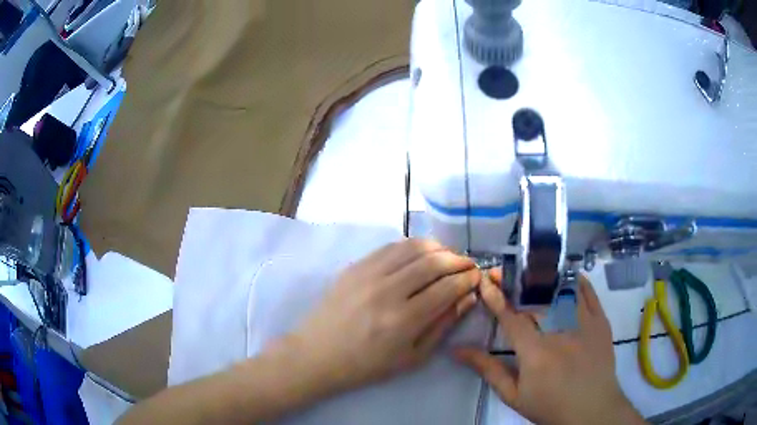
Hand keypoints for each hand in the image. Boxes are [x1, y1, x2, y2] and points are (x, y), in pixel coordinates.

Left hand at [290, 239, 480, 393]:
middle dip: (458, 260)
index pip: (448, 287)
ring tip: (448, 257)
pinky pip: (391, 247)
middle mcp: (387, 290)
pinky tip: (420, 255)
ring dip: (438, 248)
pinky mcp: (355, 266)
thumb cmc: (367, 364)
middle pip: (434, 261)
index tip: (477, 277)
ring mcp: (368, 274)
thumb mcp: (412, 357)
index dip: (468, 279)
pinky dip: (412, 246)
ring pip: (413, 246)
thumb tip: (467, 298)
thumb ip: (443, 325)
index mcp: (404, 320)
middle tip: (468, 265)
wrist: (318, 354)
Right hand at [455, 270, 645, 424]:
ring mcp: (583, 324)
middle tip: (503, 272)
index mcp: (534, 352)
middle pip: (535, 298)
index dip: (496, 297)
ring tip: (530, 268)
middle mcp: (559, 332)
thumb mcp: (514, 395)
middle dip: (516, 282)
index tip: (485, 280)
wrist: (591, 409)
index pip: (510, 317)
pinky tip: (565, 275)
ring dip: (543, 277)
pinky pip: (588, 293)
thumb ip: (488, 370)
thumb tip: (458, 351)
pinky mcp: (600, 322)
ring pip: (562, 290)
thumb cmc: (550, 406)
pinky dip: (576, 281)